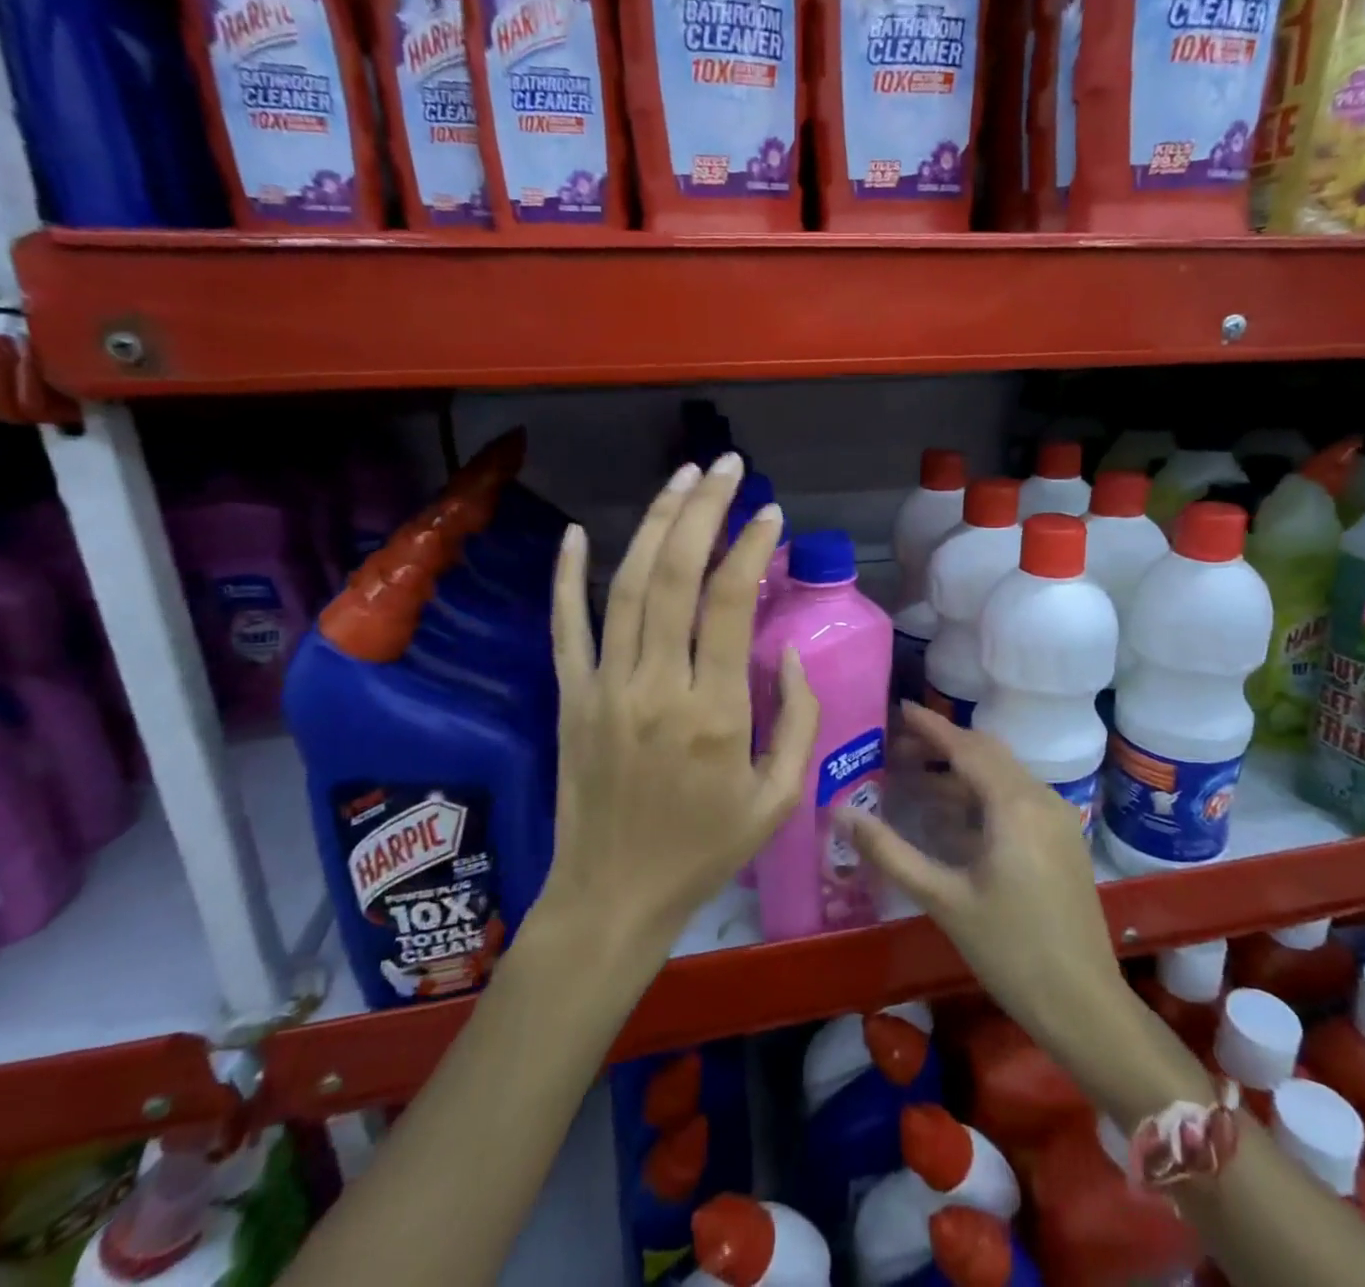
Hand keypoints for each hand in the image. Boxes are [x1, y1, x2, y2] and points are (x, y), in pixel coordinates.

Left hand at [541, 454, 819, 957]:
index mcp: (715, 711)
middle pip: (675, 575)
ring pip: (626, 586)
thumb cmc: (704, 851)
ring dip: (655, 524)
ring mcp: (604, 687)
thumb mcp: (778, 798)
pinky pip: (565, 627)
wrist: (613, 897)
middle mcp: (657, 685)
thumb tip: (789, 652)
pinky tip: (578, 532)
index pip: (731, 603)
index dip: (751, 547)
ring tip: (681, 478)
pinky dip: (567, 576)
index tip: (769, 513)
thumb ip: (800, 721)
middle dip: (704, 510)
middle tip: (726, 467)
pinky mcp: (570, 698)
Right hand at [841, 703, 1130, 1060]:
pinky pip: (1016, 798)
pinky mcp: (1062, 840)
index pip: (966, 747)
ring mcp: (1057, 819)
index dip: (931, 726)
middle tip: (896, 747)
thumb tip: (841, 814)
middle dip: (942, 745)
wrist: (1084, 1006)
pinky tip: (951, 818)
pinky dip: (981, 795)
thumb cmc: (1010, 951)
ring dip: (960, 771)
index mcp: (1015, 805)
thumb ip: (890, 852)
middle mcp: (1041, 799)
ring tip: (914, 779)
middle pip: (987, 754)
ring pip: (1002, 776)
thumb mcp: (944, 900)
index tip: (899, 708)